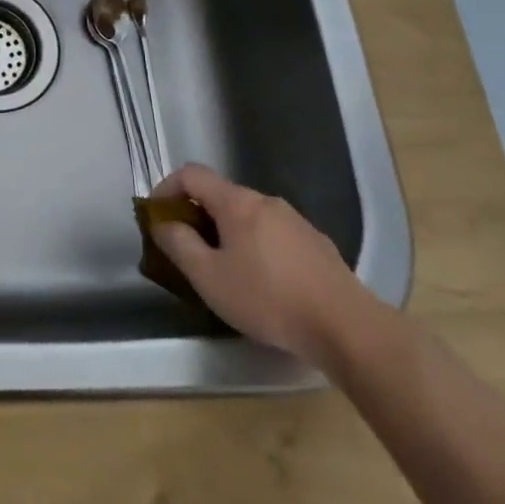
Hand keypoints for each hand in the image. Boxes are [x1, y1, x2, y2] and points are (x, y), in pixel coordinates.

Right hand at [149, 164, 368, 368]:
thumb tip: (163, 223)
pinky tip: (263, 283)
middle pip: (220, 195)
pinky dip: (255, 247)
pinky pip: (273, 235)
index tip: (156, 217)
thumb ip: (178, 244)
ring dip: (227, 233)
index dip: (166, 188)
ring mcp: (296, 222)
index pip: (191, 174)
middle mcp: (267, 202)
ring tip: (224, 270)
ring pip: (248, 217)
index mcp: (237, 202)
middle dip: (196, 216)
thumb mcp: (208, 277)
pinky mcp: (318, 245)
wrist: (348, 328)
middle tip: (187, 250)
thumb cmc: (268, 299)